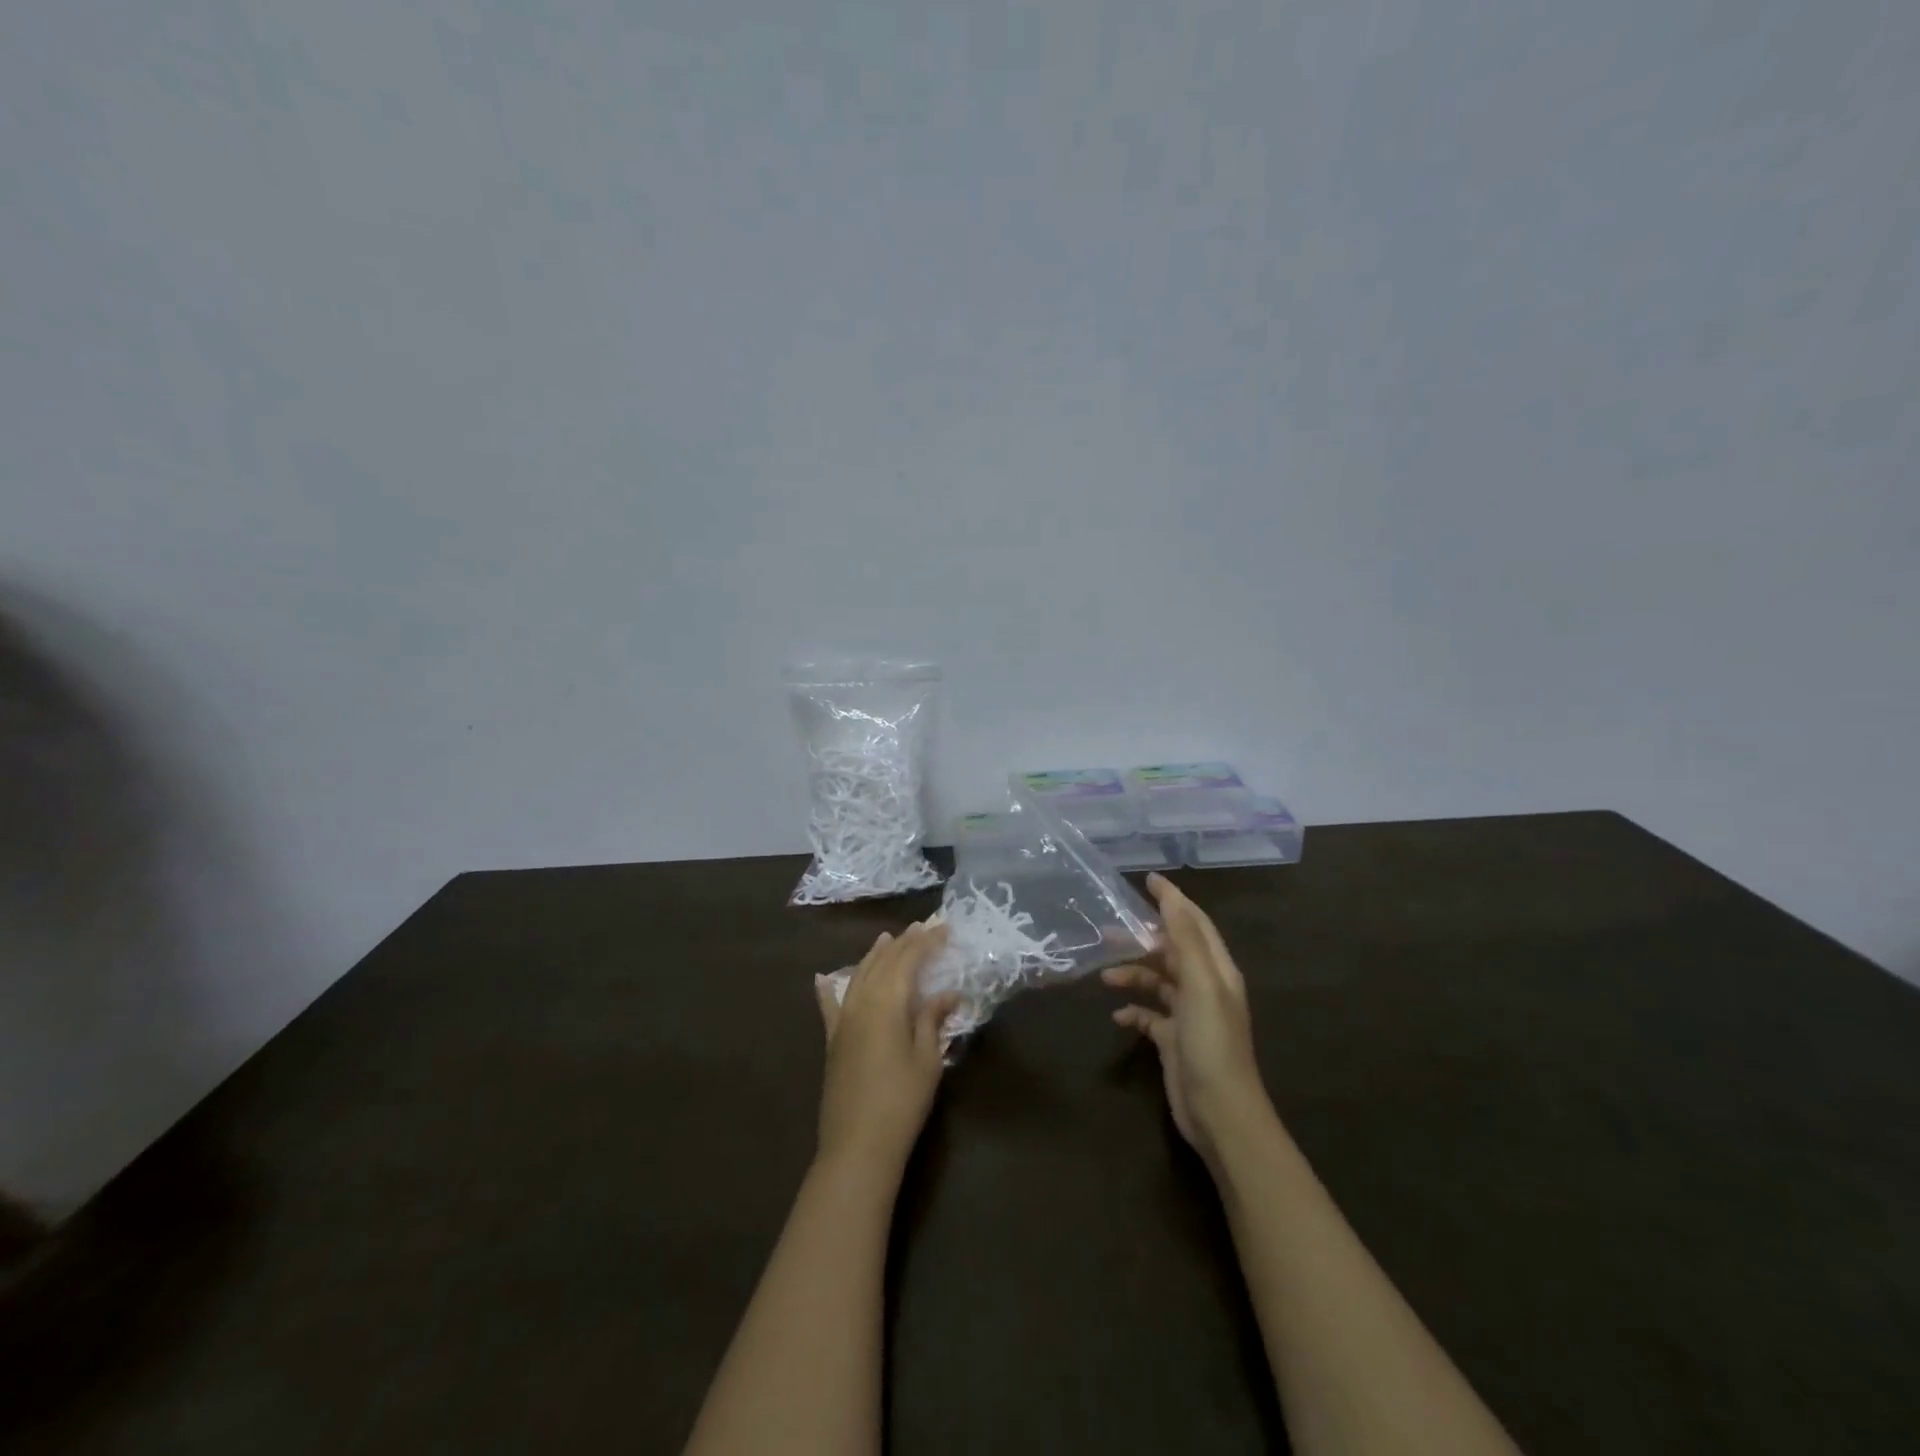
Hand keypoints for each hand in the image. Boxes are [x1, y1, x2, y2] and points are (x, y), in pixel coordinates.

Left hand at [813, 922, 959, 1176]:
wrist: (857, 1146)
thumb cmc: (901, 1102)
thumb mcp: (927, 1060)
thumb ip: (933, 1021)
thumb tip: (948, 993)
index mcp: (887, 1003)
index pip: (908, 961)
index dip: (926, 943)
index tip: (943, 928)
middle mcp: (861, 1003)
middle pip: (883, 964)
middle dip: (903, 943)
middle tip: (921, 928)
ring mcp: (843, 1021)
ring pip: (858, 976)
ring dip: (874, 956)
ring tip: (886, 939)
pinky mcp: (832, 1041)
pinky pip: (829, 1006)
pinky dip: (827, 989)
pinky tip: (821, 977)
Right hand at [1104, 874, 1270, 1167]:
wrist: (1220, 1113)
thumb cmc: (1212, 1043)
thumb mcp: (1201, 984)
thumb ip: (1186, 940)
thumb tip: (1171, 898)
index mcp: (1217, 971)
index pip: (1194, 923)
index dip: (1173, 900)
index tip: (1147, 880)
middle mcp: (1204, 988)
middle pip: (1171, 951)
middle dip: (1142, 939)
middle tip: (1108, 931)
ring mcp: (1189, 1016)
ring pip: (1157, 981)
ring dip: (1132, 975)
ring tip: (1105, 976)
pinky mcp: (1173, 1041)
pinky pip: (1148, 1015)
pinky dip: (1132, 1010)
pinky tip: (1117, 1016)